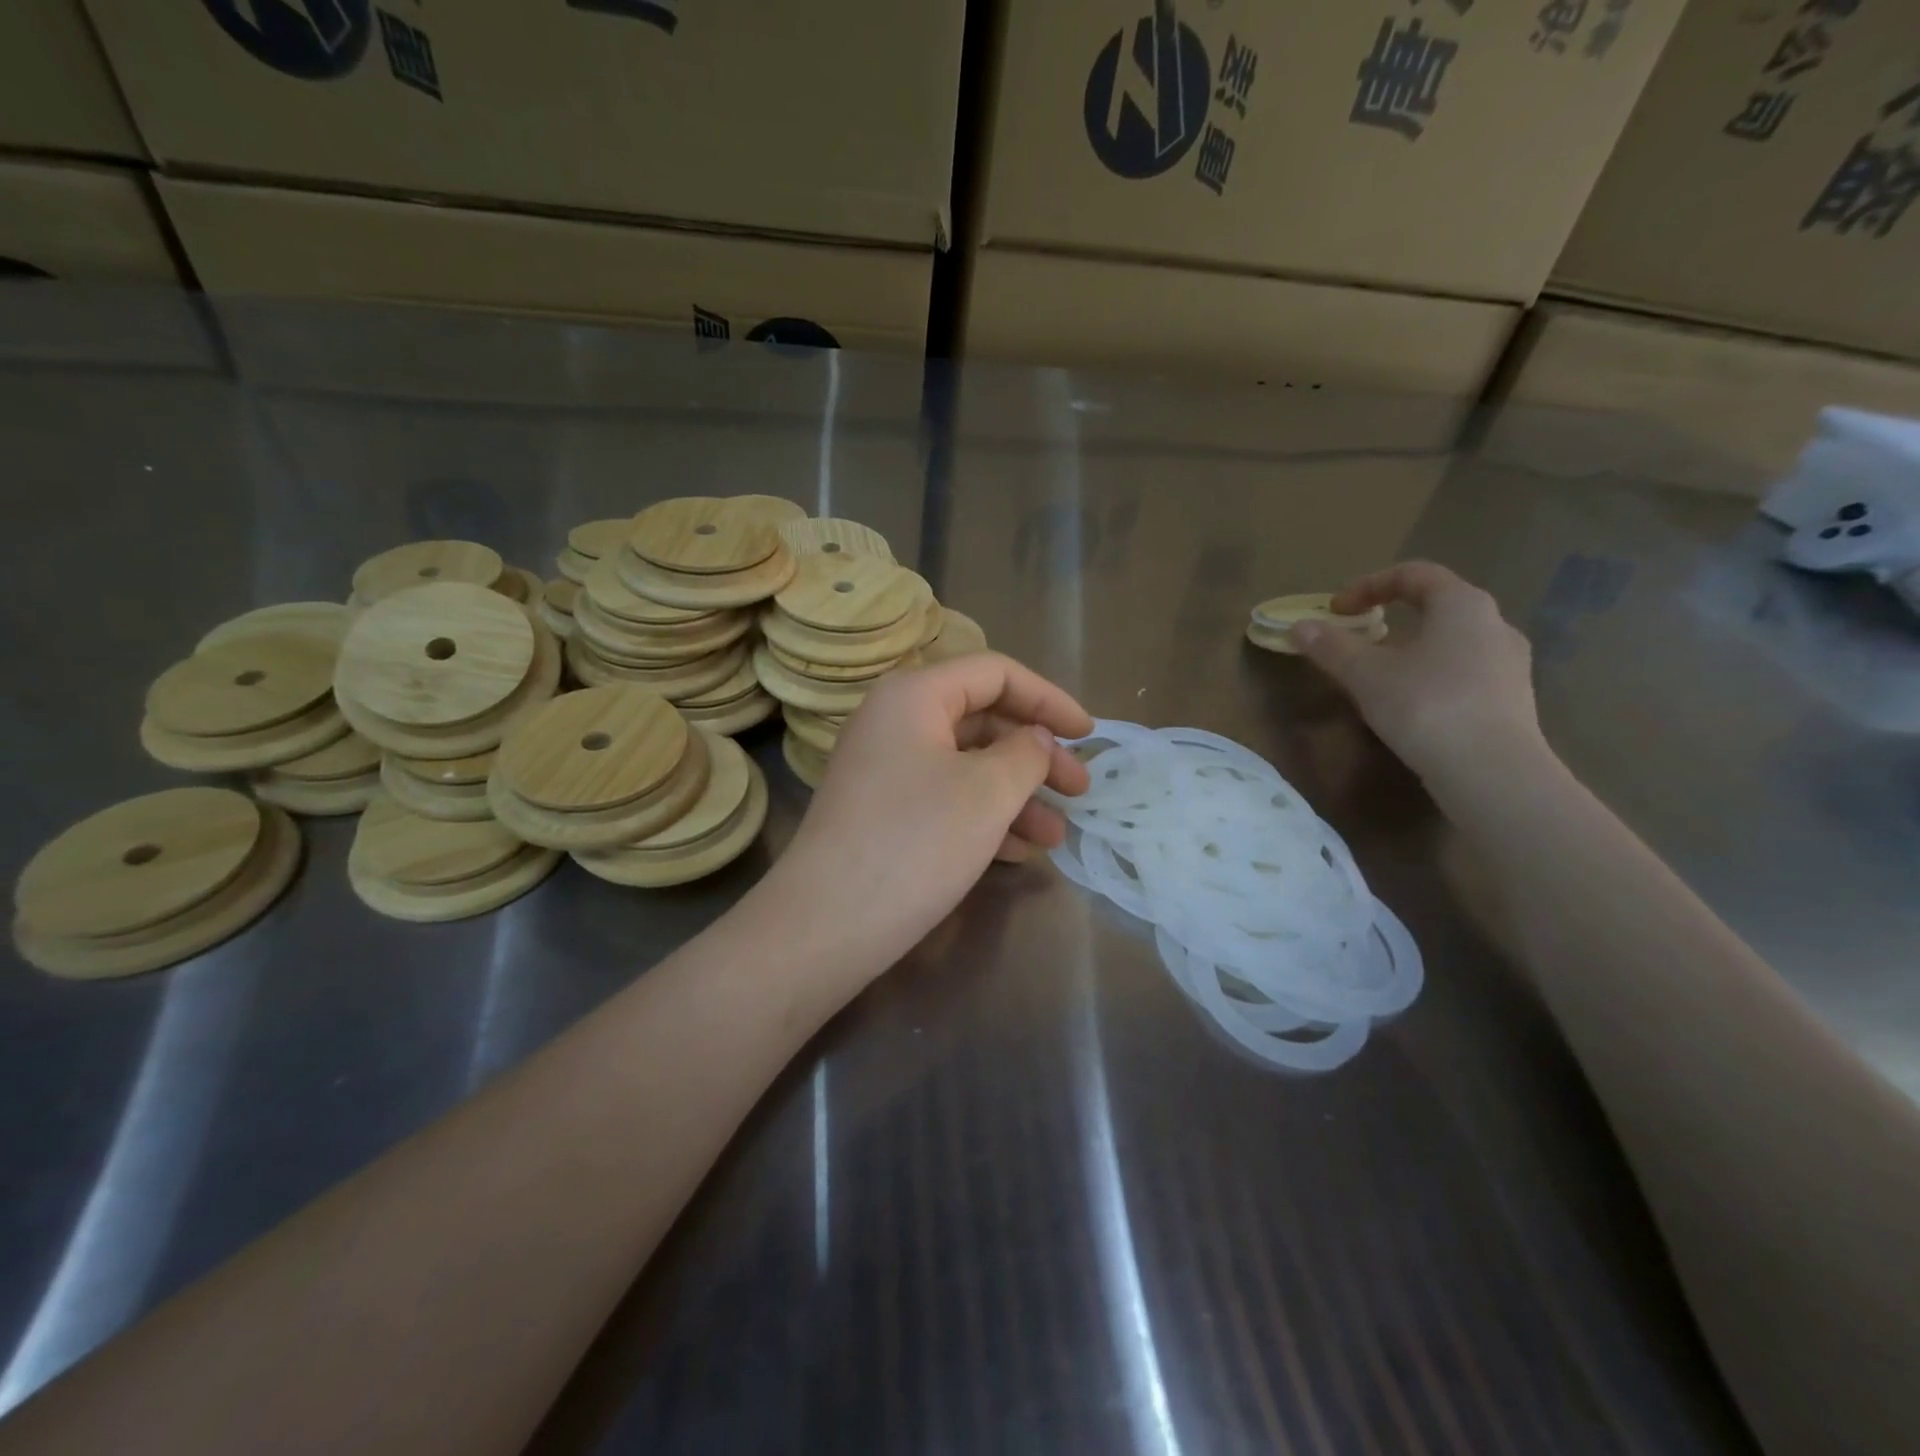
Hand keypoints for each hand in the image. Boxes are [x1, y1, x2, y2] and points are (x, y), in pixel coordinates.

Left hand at [765, 654, 1092, 970]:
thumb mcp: (987, 791)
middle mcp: (895, 722)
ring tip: (1056, 837)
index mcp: (914, 696)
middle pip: (983, 721)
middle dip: (1037, 756)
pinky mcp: (882, 812)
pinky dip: (985, 818)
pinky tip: (1019, 853)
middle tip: (1080, 791)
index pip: (995, 673)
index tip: (1089, 735)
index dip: (1049, 699)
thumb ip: (1027, 753)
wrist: (827, 925)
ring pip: (967, 766)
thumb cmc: (916, 842)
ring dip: (1017, 796)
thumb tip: (1034, 739)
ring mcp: (885, 769)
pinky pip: (945, 798)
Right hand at [1290, 562, 1543, 790]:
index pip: (1415, 574)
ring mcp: (1510, 663)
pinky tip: (1412, 704)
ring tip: (1381, 674)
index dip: (1369, 585)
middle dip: (1392, 617)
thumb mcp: (1365, 675)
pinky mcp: (1513, 699)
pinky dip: (1432, 674)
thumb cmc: (1425, 706)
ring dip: (1413, 648)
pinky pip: (1465, 671)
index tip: (1337, 609)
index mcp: (1462, 604)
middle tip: (1358, 638)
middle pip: (1437, 605)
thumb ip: (1331, 647)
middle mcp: (1495, 624)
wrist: (1491, 772)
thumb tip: (1299, 627)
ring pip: (1452, 641)